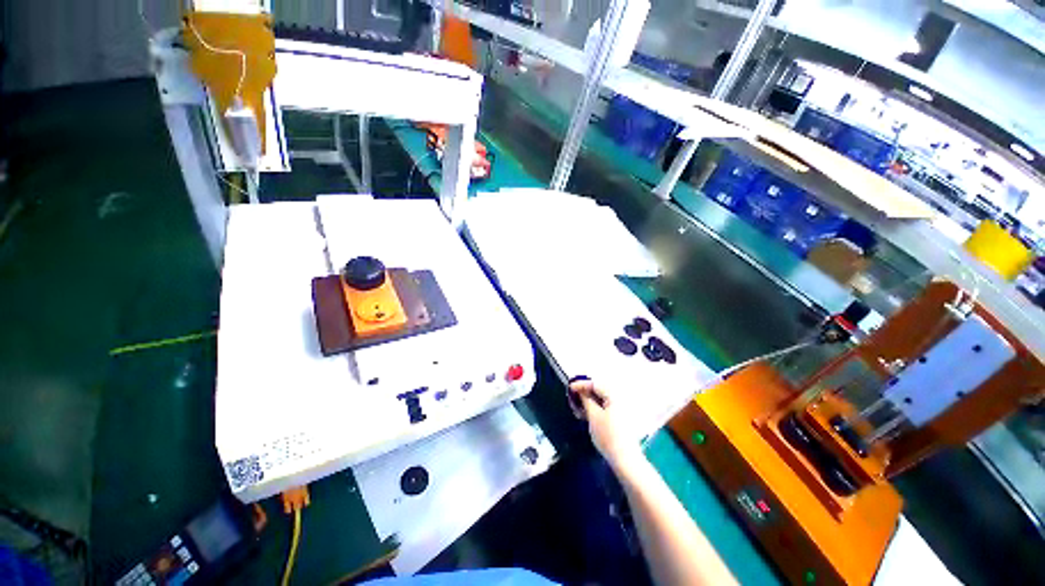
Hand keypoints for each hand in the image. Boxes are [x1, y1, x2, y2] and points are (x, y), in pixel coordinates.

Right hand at [570, 379, 643, 470]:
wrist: (625, 460)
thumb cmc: (608, 436)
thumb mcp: (593, 416)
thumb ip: (585, 400)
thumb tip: (580, 390)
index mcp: (614, 396)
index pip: (595, 384)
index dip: (581, 384)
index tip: (570, 388)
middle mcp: (619, 400)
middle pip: (600, 391)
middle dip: (585, 393)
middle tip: (573, 397)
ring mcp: (621, 410)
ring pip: (602, 400)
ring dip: (589, 401)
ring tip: (578, 407)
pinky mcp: (620, 420)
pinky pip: (606, 407)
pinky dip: (595, 408)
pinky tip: (587, 414)